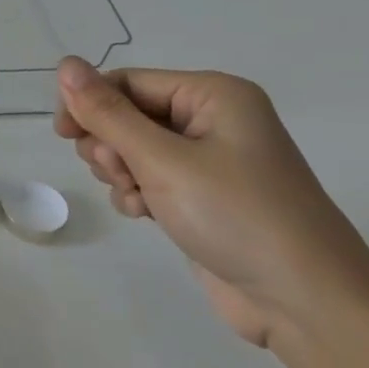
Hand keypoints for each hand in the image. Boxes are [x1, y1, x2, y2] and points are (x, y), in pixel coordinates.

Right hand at [54, 58, 368, 347]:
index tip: (62, 135)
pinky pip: (151, 179)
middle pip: (129, 114)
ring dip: (121, 172)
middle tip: (116, 173)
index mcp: (213, 95)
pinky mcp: (204, 197)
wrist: (305, 303)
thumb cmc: (235, 215)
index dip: (90, 104)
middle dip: (110, 144)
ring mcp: (211, 161)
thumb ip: (107, 113)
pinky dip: (138, 193)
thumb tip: (65, 64)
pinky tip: (144, 214)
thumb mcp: (162, 160)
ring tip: (136, 198)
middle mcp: (213, 120)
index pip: (129, 82)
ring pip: (134, 149)